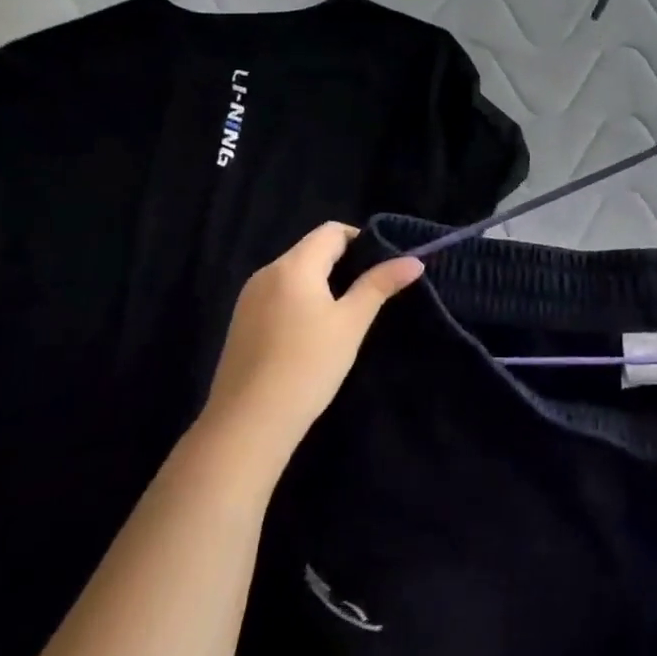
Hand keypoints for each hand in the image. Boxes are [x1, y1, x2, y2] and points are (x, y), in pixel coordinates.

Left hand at [203, 223, 423, 450]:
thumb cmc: (308, 365)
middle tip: (372, 292)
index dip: (361, 240)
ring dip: (323, 283)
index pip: (331, 231)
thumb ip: (380, 285)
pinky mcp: (242, 324)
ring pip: (295, 275)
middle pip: (312, 250)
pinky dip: (302, 301)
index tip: (383, 267)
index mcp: (293, 266)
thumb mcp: (352, 323)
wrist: (249, 424)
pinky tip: (314, 334)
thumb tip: (414, 260)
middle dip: (344, 263)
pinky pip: (279, 296)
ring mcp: (249, 299)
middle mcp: (266, 273)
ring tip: (347, 315)